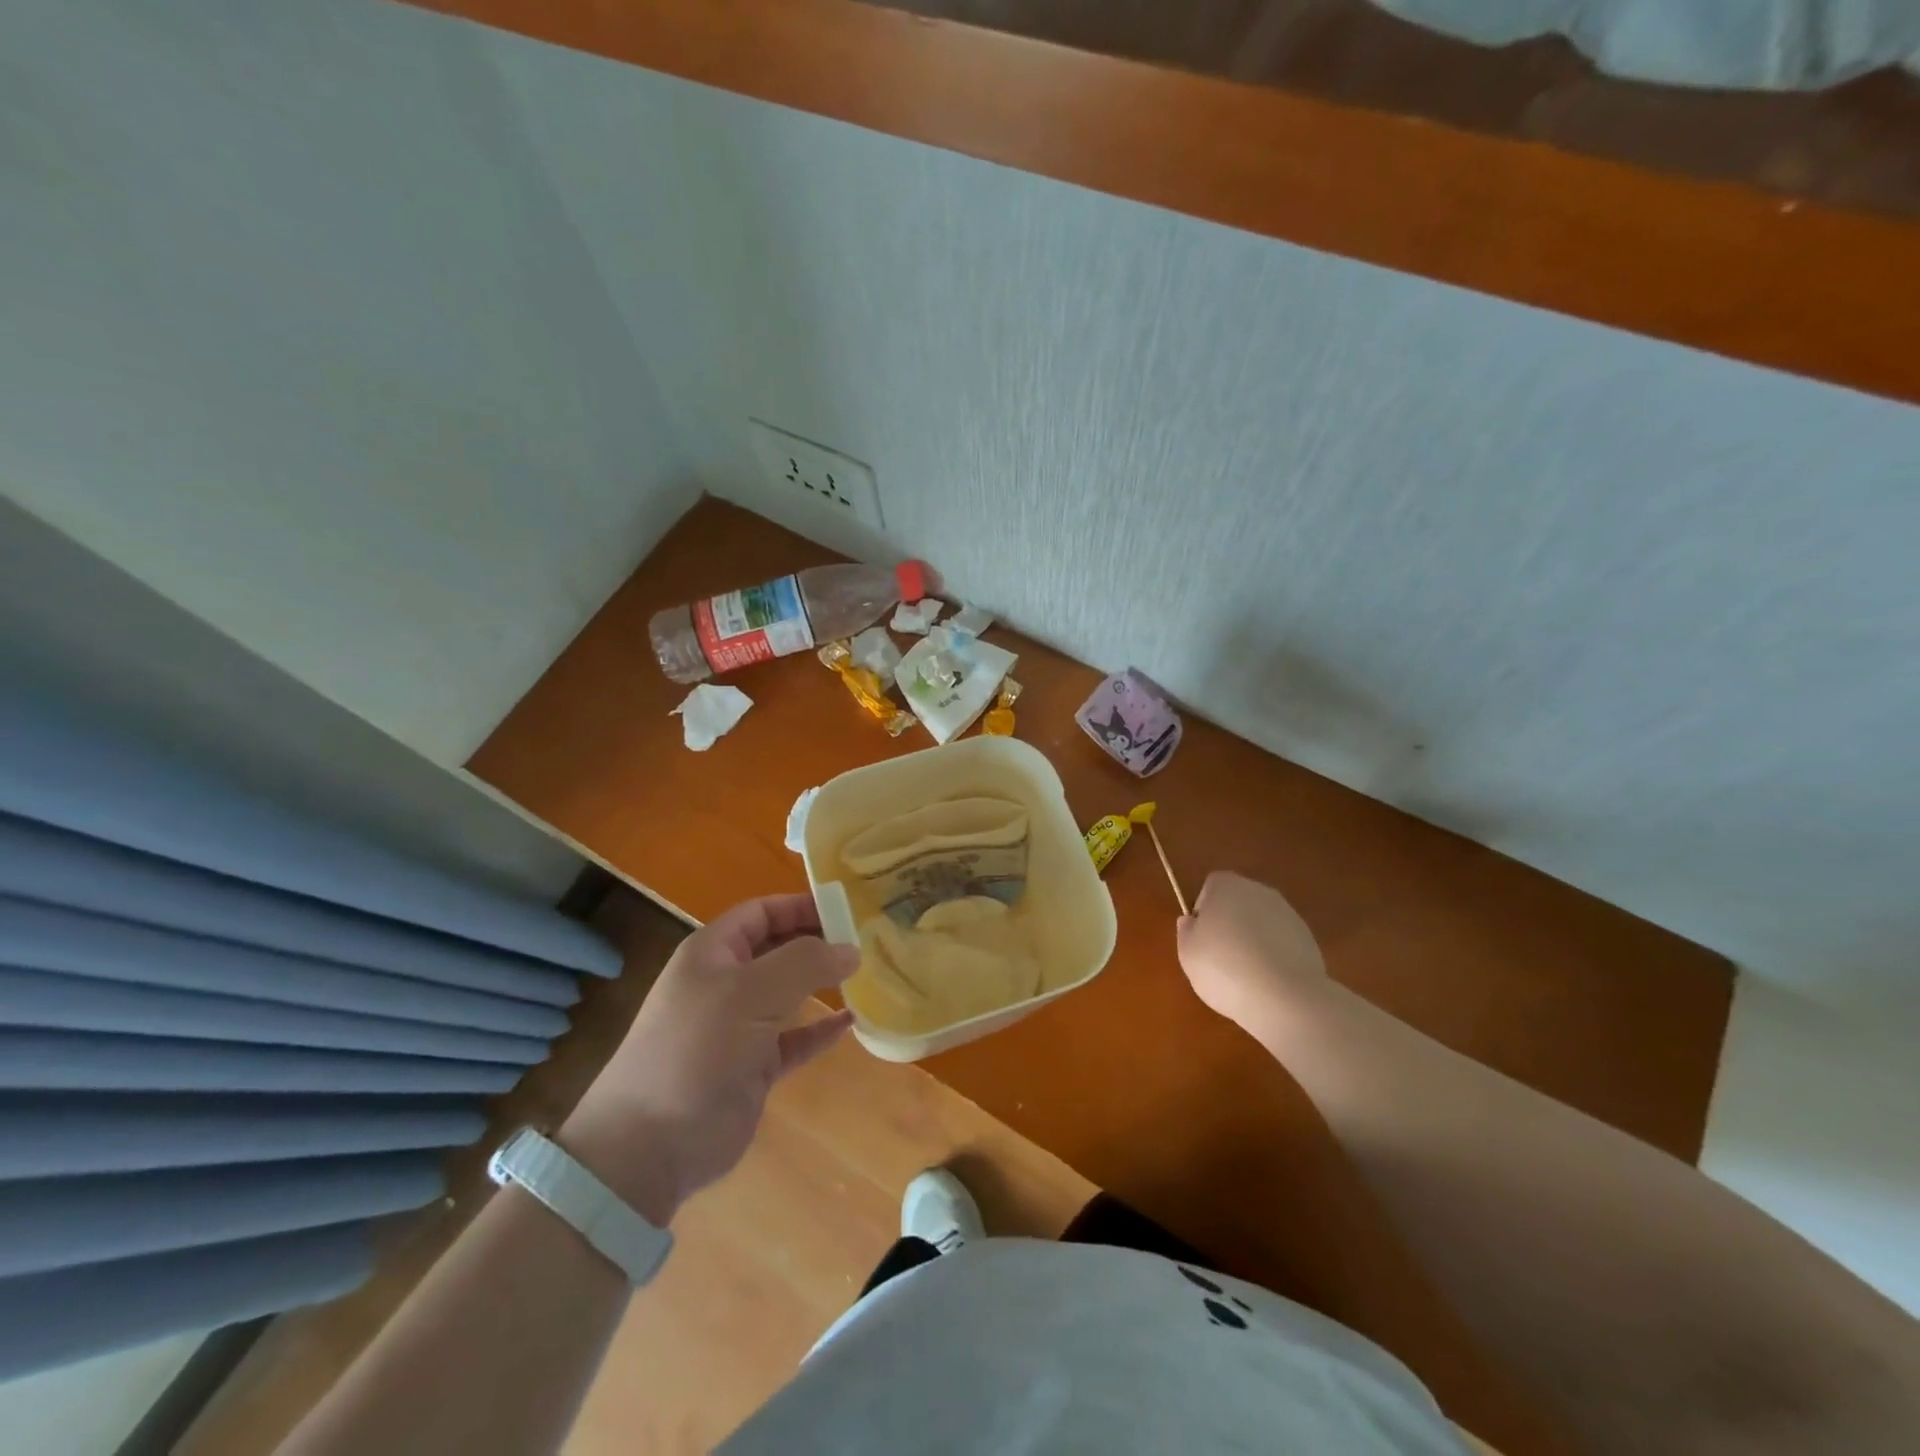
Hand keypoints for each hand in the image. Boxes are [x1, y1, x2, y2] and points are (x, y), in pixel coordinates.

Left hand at [561, 894, 857, 1224]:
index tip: (847, 909)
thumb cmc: (698, 1048)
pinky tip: (851, 1022)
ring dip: (823, 983)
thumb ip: (805, 962)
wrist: (649, 1146)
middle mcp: (725, 983)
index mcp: (713, 953)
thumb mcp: (751, 992)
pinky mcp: (752, 1067)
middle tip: (866, 940)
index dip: (801, 905)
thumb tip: (851, 948)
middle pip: (778, 948)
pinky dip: (820, 1029)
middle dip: (817, 941)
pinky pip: (794, 1038)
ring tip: (866, 974)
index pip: (762, 912)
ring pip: (788, 993)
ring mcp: (738, 1027)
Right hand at [1176, 872, 1328, 1030]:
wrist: (1285, 997)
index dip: (1204, 910)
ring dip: (1253, 939)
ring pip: (1261, 921)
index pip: (1211, 886)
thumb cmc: (1224, 969)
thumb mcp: (1188, 954)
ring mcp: (1288, 914)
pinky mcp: (1308, 938)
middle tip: (1220, 956)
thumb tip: (1191, 921)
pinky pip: (1281, 941)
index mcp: (1227, 886)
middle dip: (1230, 923)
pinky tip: (1268, 980)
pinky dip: (1273, 954)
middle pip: (1238, 901)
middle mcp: (1259, 891)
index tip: (1202, 937)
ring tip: (1245, 974)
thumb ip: (1186, 932)